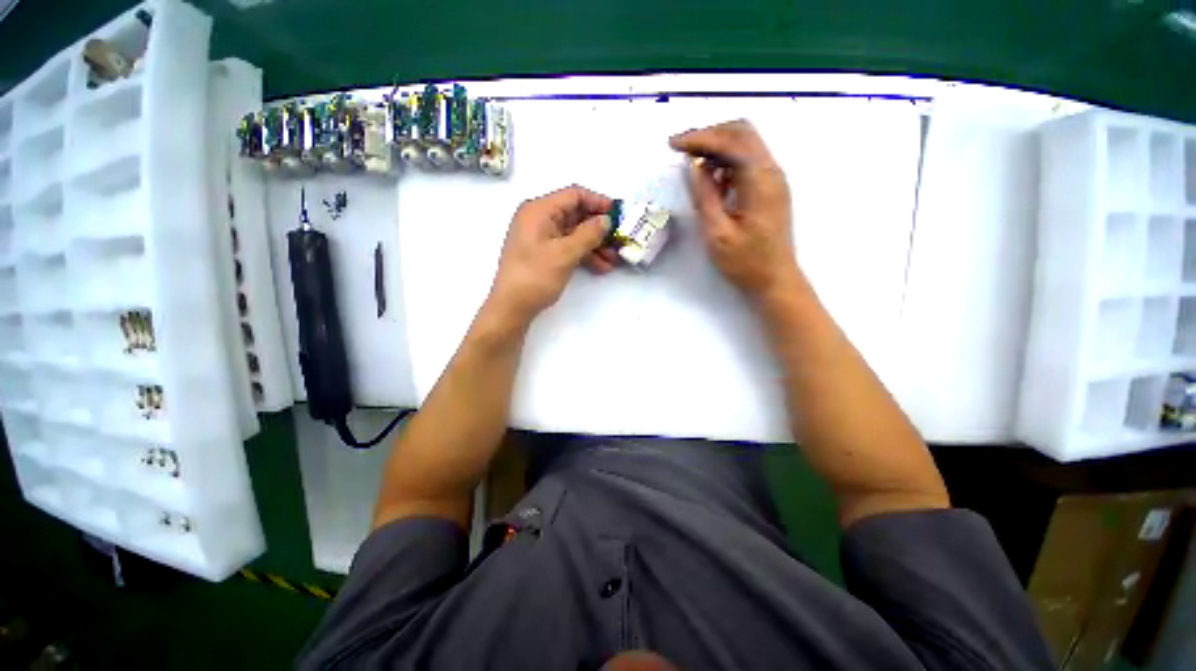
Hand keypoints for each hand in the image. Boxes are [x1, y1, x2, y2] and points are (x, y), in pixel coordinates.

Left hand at [486, 185, 614, 326]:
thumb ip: (588, 234)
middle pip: (576, 215)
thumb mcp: (565, 254)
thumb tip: (606, 220)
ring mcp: (541, 237)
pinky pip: (568, 247)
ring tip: (614, 259)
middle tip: (619, 240)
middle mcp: (539, 219)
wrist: (512, 307)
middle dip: (599, 229)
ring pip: (575, 234)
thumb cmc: (535, 276)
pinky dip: (584, 255)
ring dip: (595, 245)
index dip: (598, 202)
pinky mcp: (544, 253)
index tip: (618, 215)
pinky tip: (601, 267)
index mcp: (539, 210)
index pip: (574, 195)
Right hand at [670, 120, 799, 300]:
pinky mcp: (770, 189)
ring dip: (717, 147)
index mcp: (760, 180)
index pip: (730, 142)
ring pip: (745, 145)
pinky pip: (747, 163)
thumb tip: (694, 166)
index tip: (672, 145)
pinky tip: (710, 177)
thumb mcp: (717, 233)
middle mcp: (771, 171)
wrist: (775, 281)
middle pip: (741, 133)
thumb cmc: (746, 262)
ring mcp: (773, 179)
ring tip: (690, 161)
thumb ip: (705, 196)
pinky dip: (726, 162)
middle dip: (709, 135)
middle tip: (681, 147)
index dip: (699, 138)